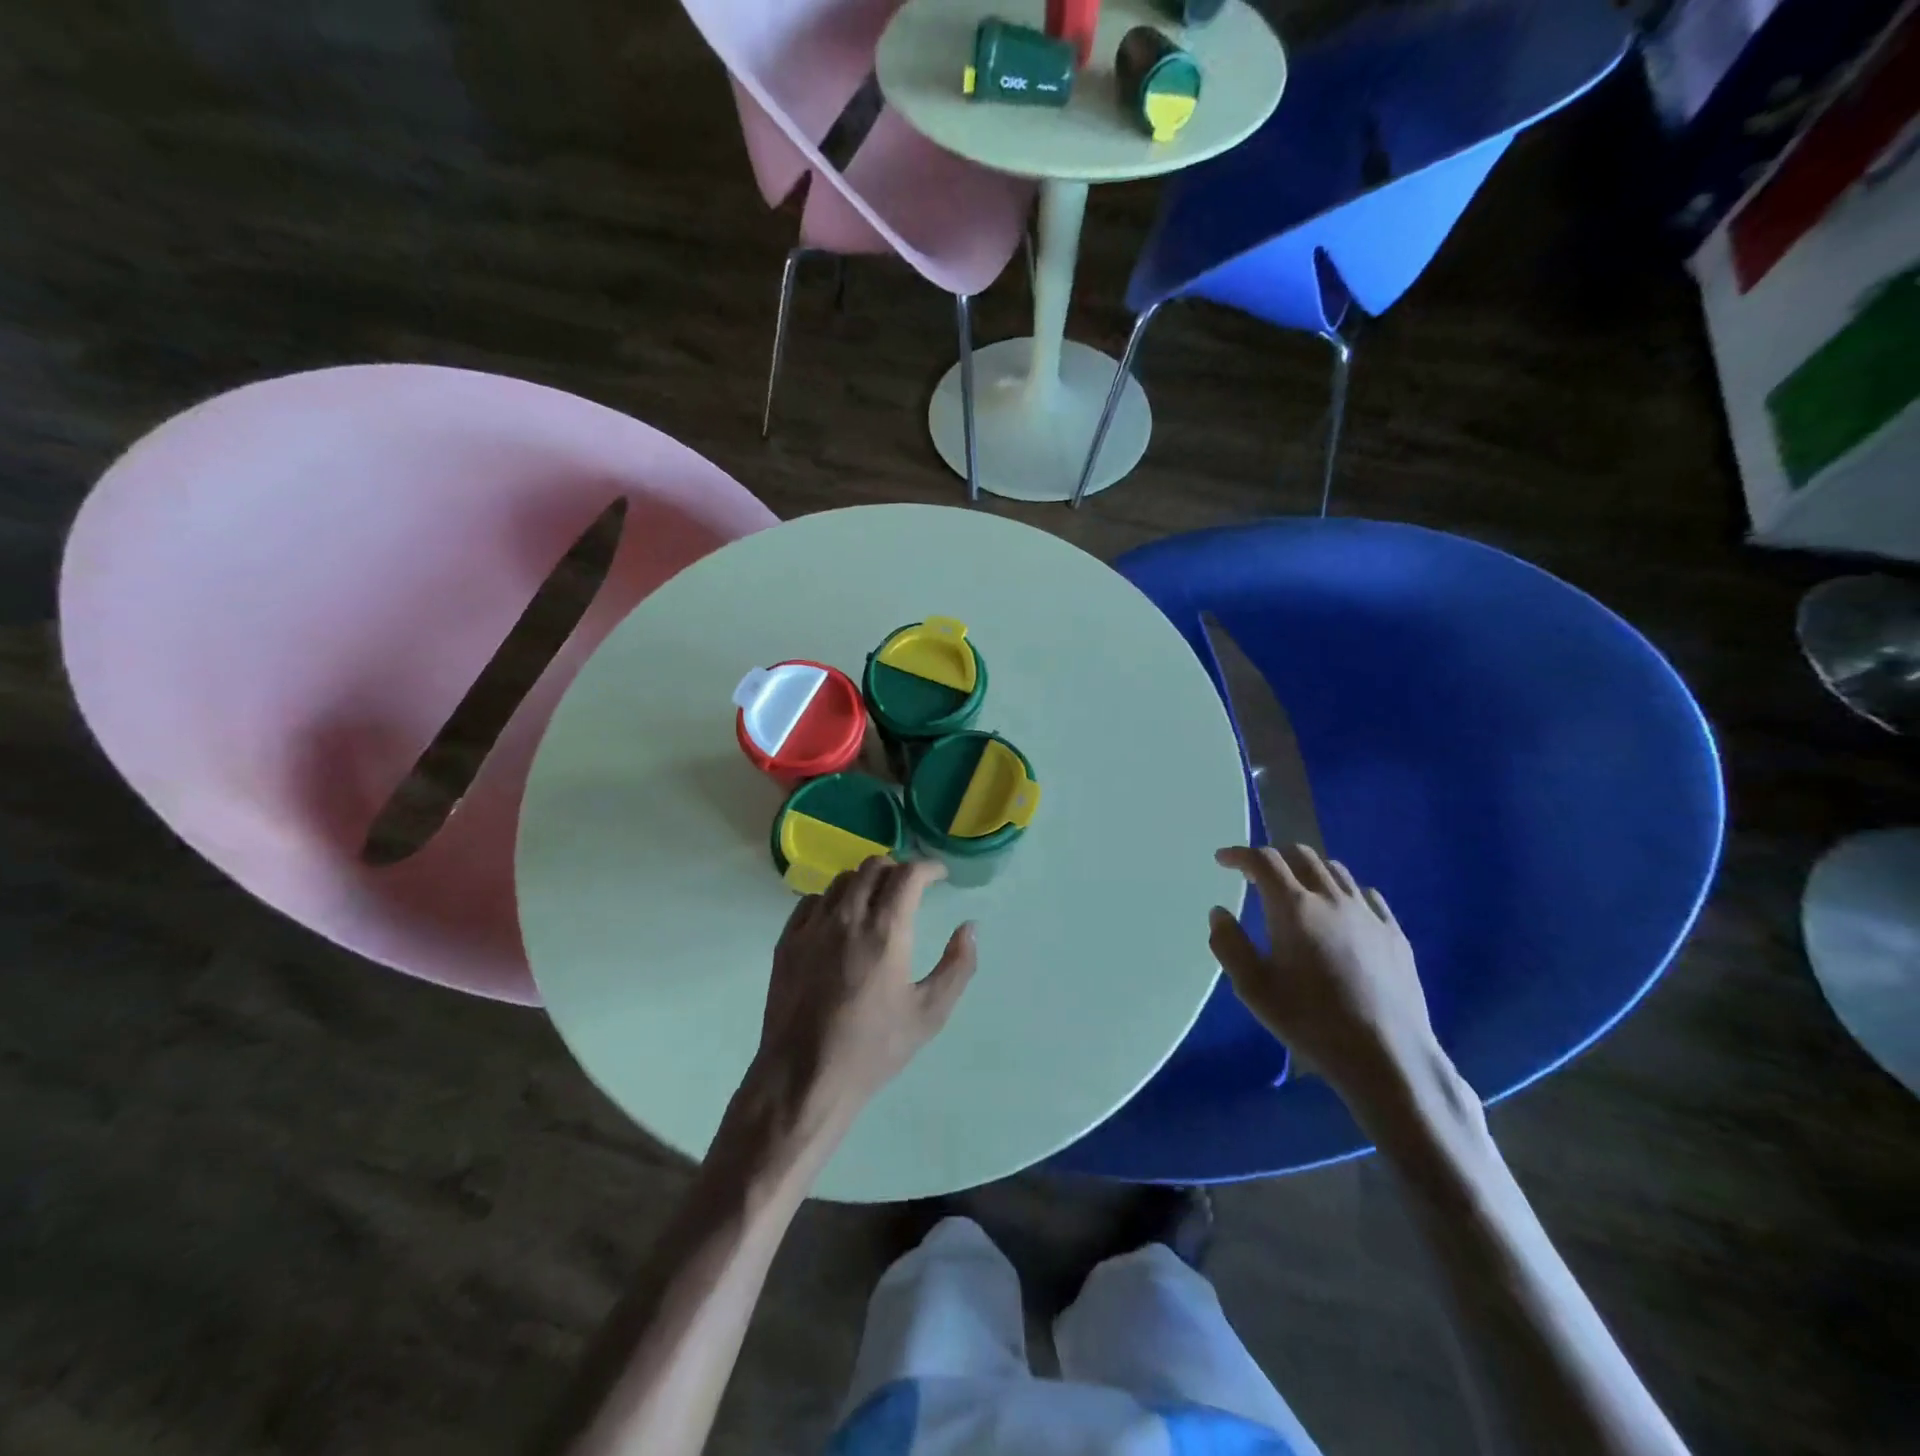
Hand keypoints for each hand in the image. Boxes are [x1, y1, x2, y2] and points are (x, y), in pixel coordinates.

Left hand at [744, 858, 977, 1149]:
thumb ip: (957, 966)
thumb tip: (969, 927)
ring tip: (877, 899)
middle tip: (910, 886)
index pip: (908, 874)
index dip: (928, 867)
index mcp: (886, 931)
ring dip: (866, 880)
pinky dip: (834, 898)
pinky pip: (812, 900)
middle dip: (898, 868)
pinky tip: (840, 919)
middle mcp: (847, 917)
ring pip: (842, 879)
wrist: (804, 1079)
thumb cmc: (873, 1049)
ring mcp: (812, 927)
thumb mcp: (930, 1014)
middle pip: (873, 866)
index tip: (939, 876)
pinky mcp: (787, 941)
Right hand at [1210, 844, 1440, 1114]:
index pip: (1263, 860)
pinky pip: (1366, 895)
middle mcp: (1332, 899)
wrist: (1387, 1055)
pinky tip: (1340, 912)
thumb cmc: (1311, 1021)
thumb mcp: (1253, 989)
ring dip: (1308, 870)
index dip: (1239, 854)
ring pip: (1335, 870)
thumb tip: (1219, 912)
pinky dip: (1343, 891)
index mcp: (1293, 908)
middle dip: (1274, 856)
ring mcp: (1368, 914)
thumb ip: (1229, 945)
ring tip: (1297, 889)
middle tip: (1257, 874)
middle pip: (1302, 855)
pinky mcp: (1394, 933)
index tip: (1223, 860)